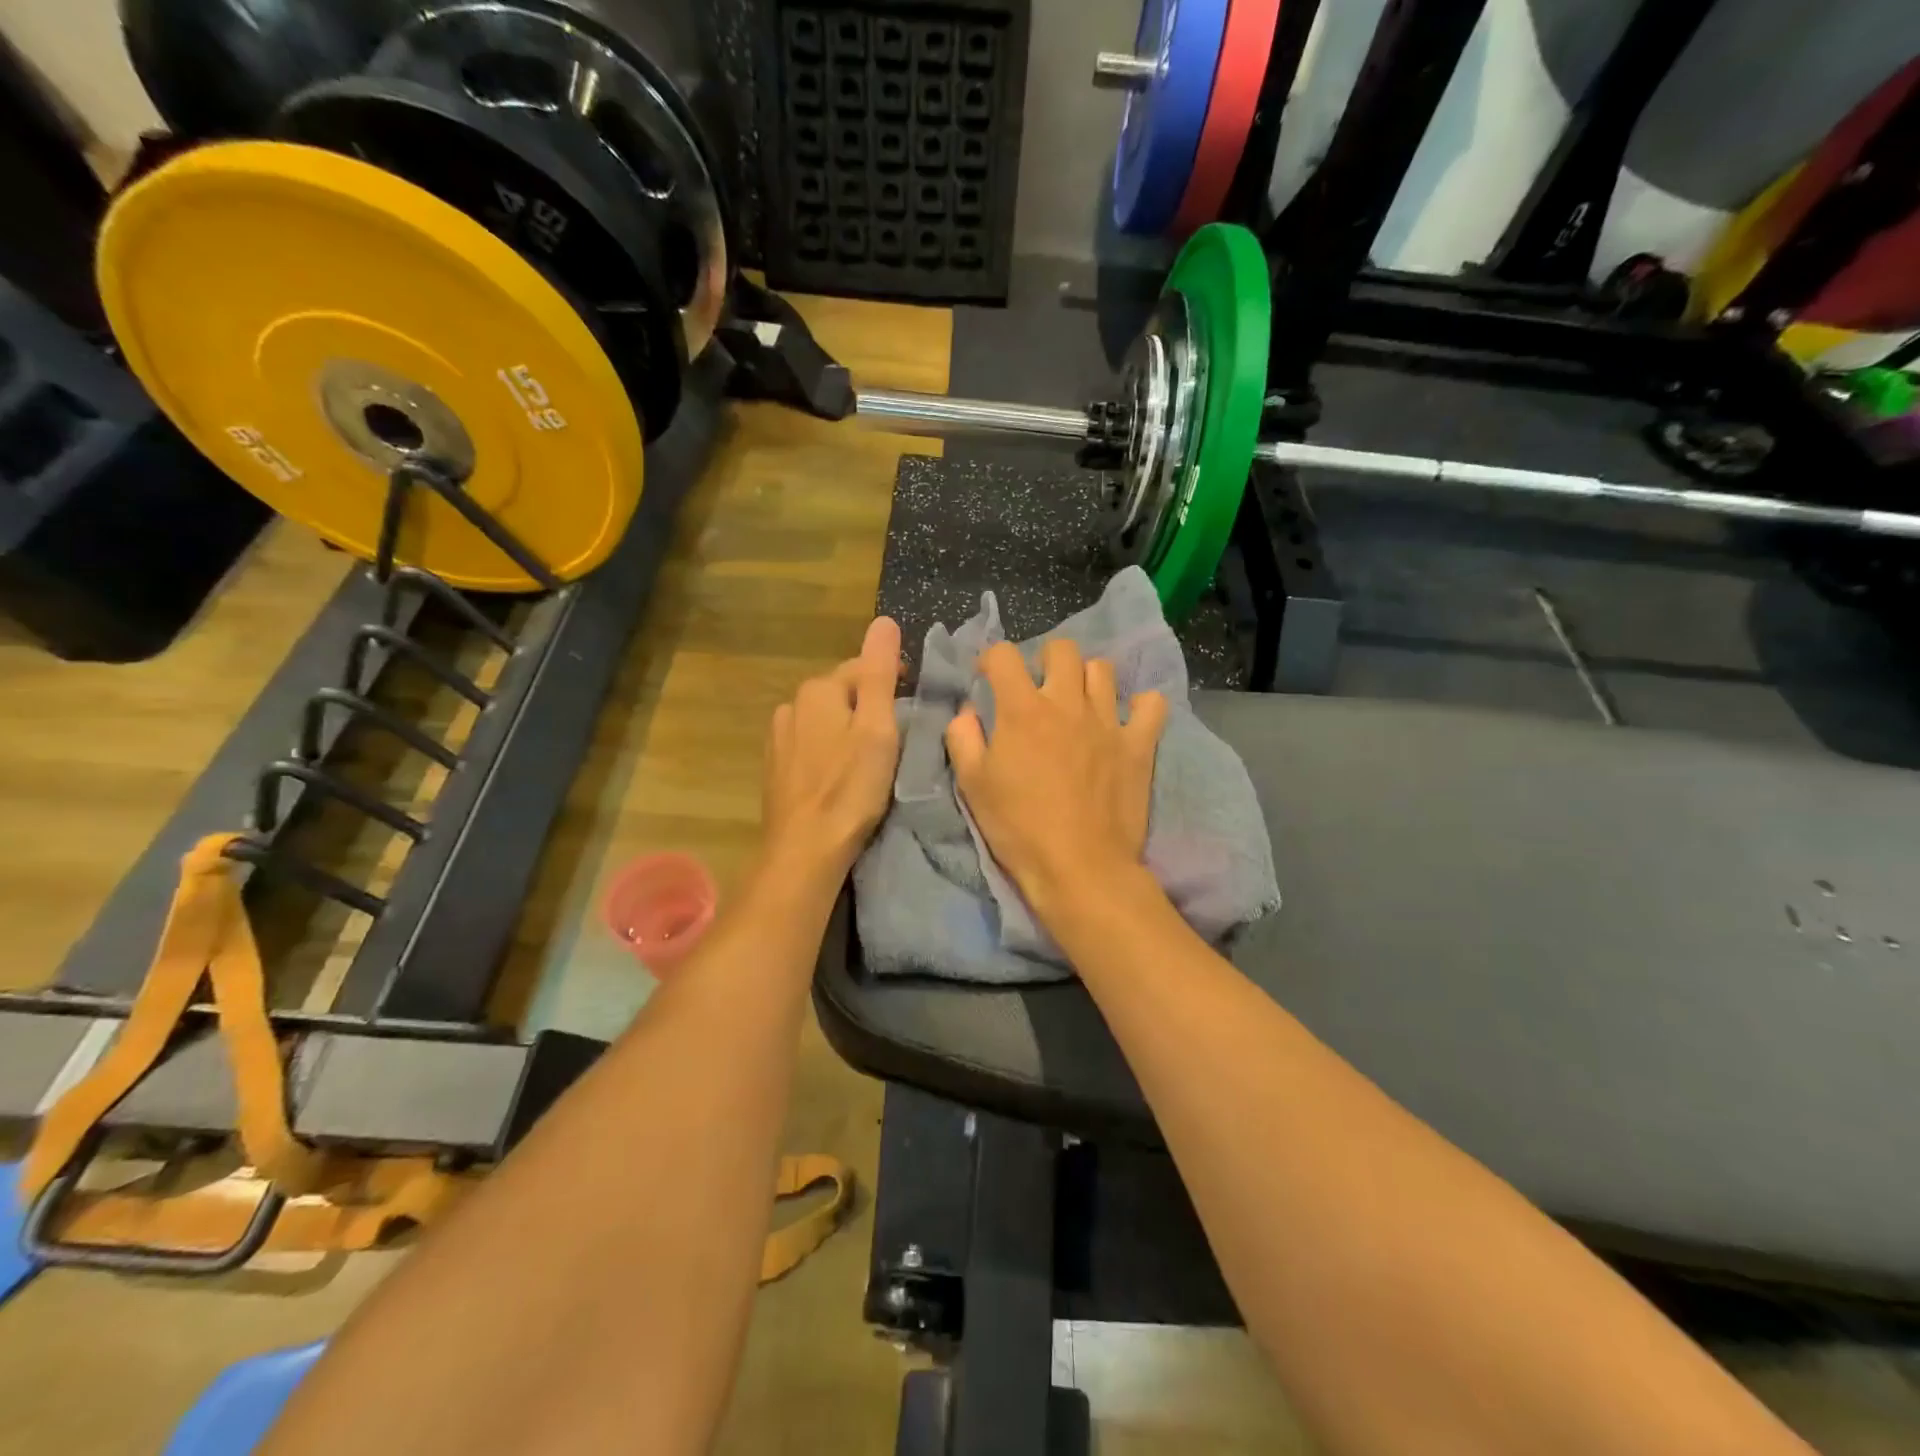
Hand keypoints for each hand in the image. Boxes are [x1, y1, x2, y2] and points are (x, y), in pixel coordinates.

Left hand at [760, 617, 903, 884]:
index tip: (914, 698)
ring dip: (846, 727)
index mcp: (819, 690)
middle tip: (897, 731)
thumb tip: (884, 620)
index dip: (892, 678)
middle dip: (868, 703)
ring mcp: (779, 737)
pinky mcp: (775, 766)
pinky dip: (828, 749)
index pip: (862, 668)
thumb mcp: (877, 727)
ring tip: (870, 754)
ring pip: (824, 719)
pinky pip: (810, 744)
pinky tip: (840, 772)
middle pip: (841, 692)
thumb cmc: (850, 787)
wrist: (805, 848)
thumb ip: (880, 673)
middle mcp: (792, 705)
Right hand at [946, 639, 1168, 916]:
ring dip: (1086, 679)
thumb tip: (967, 712)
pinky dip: (1140, 706)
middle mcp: (1067, 703)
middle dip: (1045, 660)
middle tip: (1038, 688)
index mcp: (1023, 710)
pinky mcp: (1138, 745)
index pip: (1004, 655)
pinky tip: (1126, 719)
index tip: (989, 680)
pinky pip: (1150, 705)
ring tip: (1078, 703)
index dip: (992, 661)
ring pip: (1102, 670)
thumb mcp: (973, 785)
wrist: (1079, 867)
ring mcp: (1107, 722)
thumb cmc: (1018, 828)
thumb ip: (963, 739)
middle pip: (1062, 649)